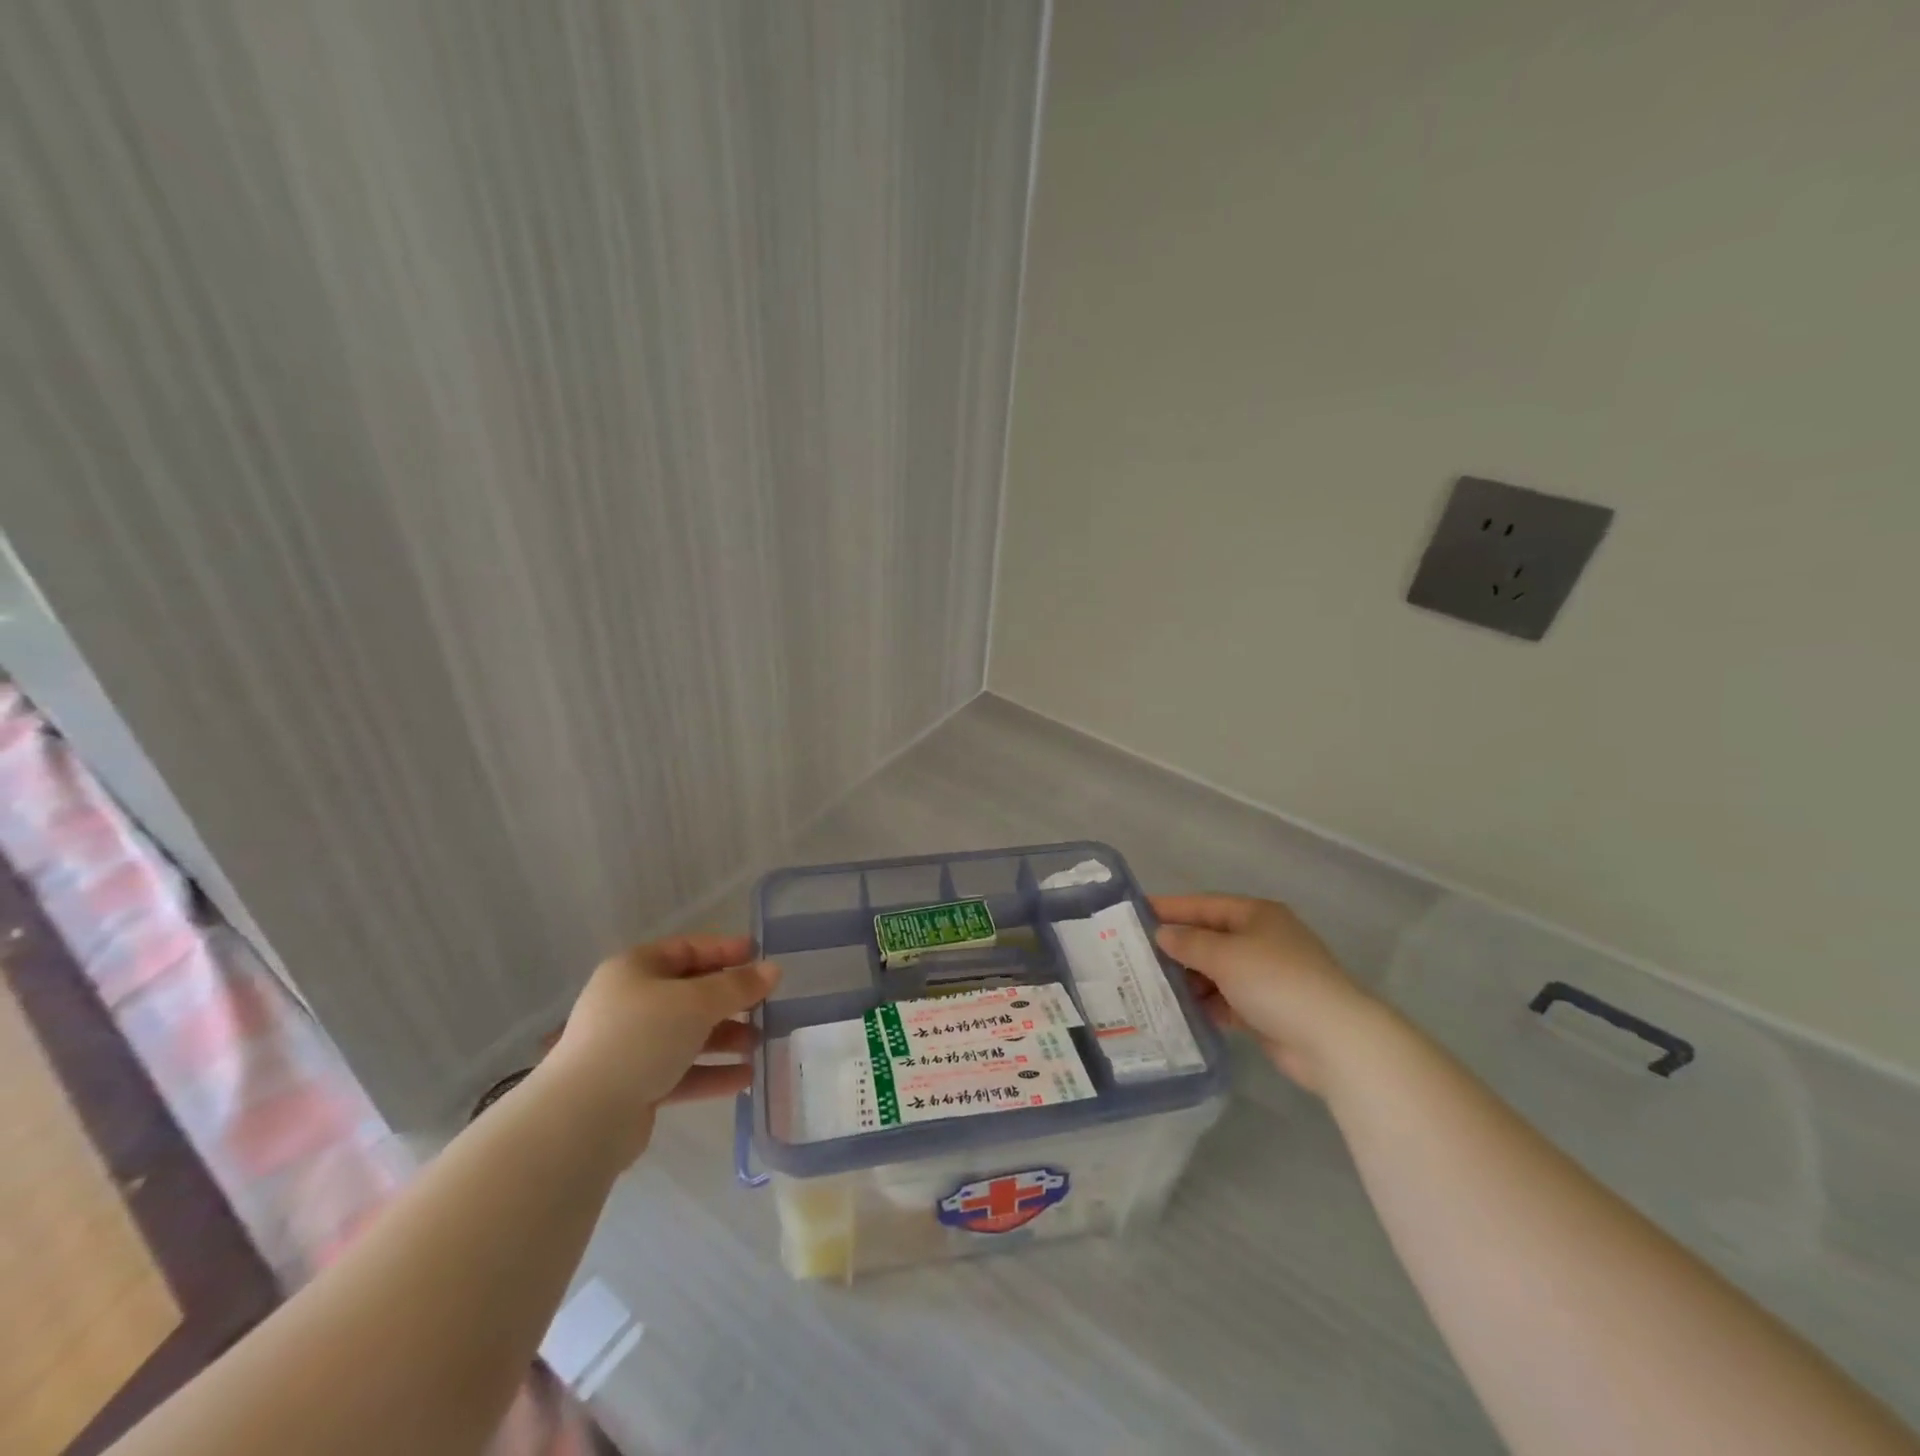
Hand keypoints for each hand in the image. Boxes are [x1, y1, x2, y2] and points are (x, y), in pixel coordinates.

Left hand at [542, 933, 778, 1164]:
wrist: (583, 1118)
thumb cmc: (641, 1038)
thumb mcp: (697, 1002)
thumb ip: (737, 986)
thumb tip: (773, 969)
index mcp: (635, 969)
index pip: (687, 949)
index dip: (725, 950)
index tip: (761, 956)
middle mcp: (630, 1003)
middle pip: (689, 993)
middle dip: (729, 1000)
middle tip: (766, 1004)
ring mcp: (630, 1046)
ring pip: (687, 1034)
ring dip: (724, 1037)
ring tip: (758, 1044)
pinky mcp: (634, 1086)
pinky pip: (681, 1071)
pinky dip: (711, 1072)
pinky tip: (744, 1078)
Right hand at [1152, 893, 1379, 1094]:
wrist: (1332, 1040)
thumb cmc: (1276, 982)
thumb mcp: (1225, 955)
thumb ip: (1189, 943)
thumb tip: (1163, 934)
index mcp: (1255, 915)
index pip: (1203, 905)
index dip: (1169, 908)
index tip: (1133, 912)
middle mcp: (1260, 940)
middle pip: (1208, 937)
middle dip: (1175, 946)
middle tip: (1133, 954)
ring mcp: (1264, 976)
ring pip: (1214, 970)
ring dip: (1187, 978)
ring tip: (1148, 984)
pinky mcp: (1265, 1009)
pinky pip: (1225, 999)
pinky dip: (1204, 1003)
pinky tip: (1177, 1010)